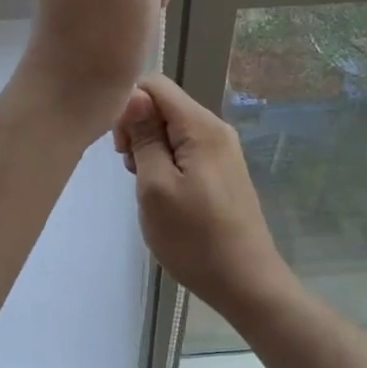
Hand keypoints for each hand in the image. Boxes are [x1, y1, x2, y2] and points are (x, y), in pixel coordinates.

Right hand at [113, 74, 296, 321]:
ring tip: (148, 190)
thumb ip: (144, 137)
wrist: (245, 282)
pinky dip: (166, 165)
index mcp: (201, 126)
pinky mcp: (222, 172)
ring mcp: (222, 151)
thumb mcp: (156, 187)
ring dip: (150, 152)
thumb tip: (134, 94)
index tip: (121, 149)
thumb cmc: (194, 238)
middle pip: (164, 106)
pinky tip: (165, 196)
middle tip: (133, 173)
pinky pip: (185, 151)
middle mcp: (216, 129)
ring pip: (172, 131)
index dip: (128, 108)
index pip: (155, 85)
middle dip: (138, 131)